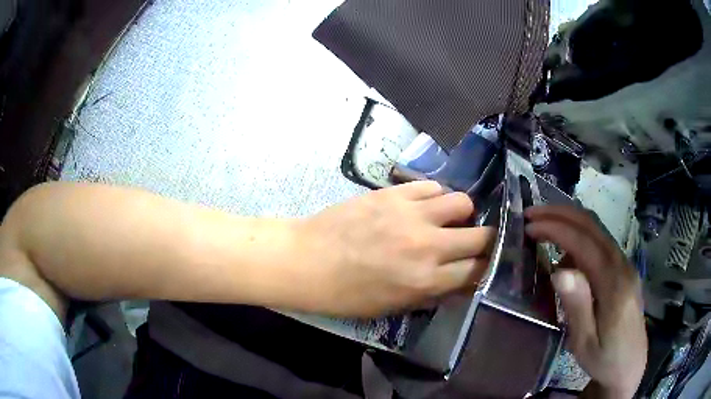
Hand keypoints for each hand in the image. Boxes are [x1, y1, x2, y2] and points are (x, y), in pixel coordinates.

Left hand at [298, 181, 494, 316]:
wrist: (307, 261)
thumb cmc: (345, 294)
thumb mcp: (392, 306)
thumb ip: (431, 293)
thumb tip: (459, 280)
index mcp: (425, 280)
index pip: (477, 270)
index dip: (484, 268)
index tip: (482, 264)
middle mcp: (427, 245)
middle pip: (481, 236)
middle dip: (484, 240)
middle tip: (474, 241)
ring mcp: (412, 214)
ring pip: (462, 202)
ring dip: (462, 214)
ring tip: (448, 219)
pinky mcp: (394, 193)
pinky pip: (432, 187)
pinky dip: (436, 196)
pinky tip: (425, 205)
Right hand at [525, 206, 646, 397]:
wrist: (630, 364)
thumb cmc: (604, 359)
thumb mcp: (585, 343)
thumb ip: (577, 306)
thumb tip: (559, 271)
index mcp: (614, 285)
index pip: (584, 243)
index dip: (556, 229)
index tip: (529, 226)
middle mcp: (622, 265)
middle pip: (592, 225)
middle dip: (561, 213)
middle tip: (531, 214)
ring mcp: (625, 264)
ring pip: (597, 229)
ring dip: (569, 221)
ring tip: (543, 229)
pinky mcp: (624, 269)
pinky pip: (600, 242)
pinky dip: (579, 237)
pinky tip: (565, 255)